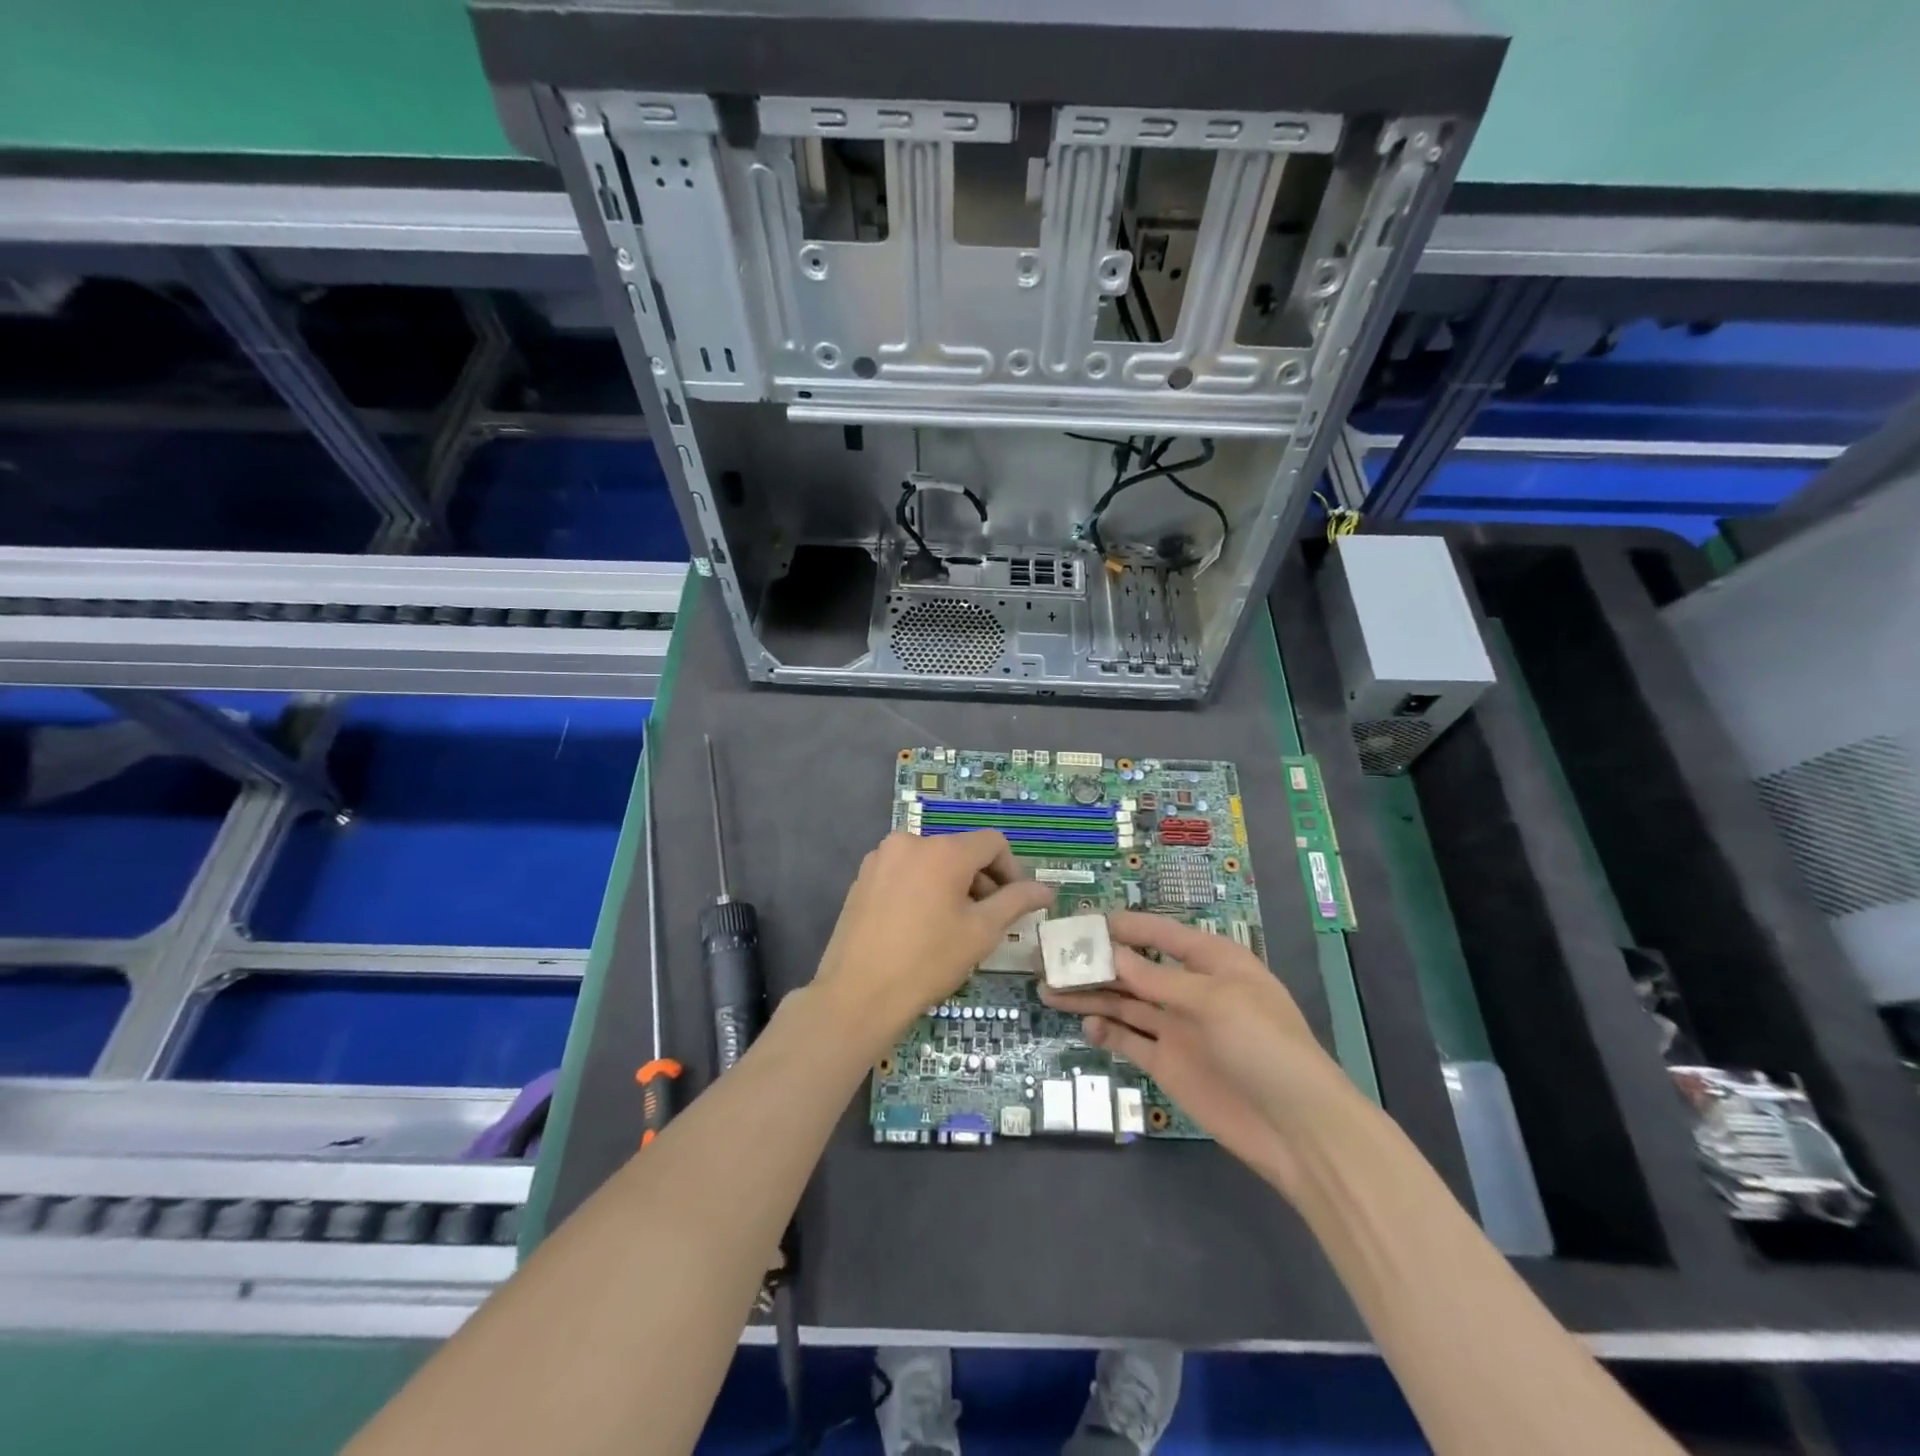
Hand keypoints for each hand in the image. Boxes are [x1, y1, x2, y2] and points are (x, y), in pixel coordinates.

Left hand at [815, 831, 1053, 1051]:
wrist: (858, 994)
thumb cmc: (928, 961)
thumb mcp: (982, 932)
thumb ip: (1016, 902)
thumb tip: (1046, 889)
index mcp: (942, 850)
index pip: (992, 843)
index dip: (1012, 870)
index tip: (1015, 903)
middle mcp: (909, 842)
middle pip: (960, 851)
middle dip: (981, 881)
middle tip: (986, 921)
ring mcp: (881, 859)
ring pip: (932, 862)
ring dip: (952, 886)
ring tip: (952, 927)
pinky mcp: (862, 878)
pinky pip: (905, 873)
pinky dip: (922, 889)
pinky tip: (920, 927)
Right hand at [1042, 911, 1358, 1197]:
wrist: (1297, 1129)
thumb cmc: (1264, 1045)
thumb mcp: (1214, 1001)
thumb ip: (1158, 979)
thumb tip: (1112, 954)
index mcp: (1212, 962)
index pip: (1161, 934)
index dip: (1123, 926)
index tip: (1081, 921)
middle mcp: (1190, 990)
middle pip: (1134, 969)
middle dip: (1095, 962)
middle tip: (1049, 957)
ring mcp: (1177, 1028)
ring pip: (1124, 1003)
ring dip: (1090, 995)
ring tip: (1048, 988)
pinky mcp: (1168, 1064)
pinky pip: (1129, 1040)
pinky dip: (1106, 1030)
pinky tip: (1085, 1025)